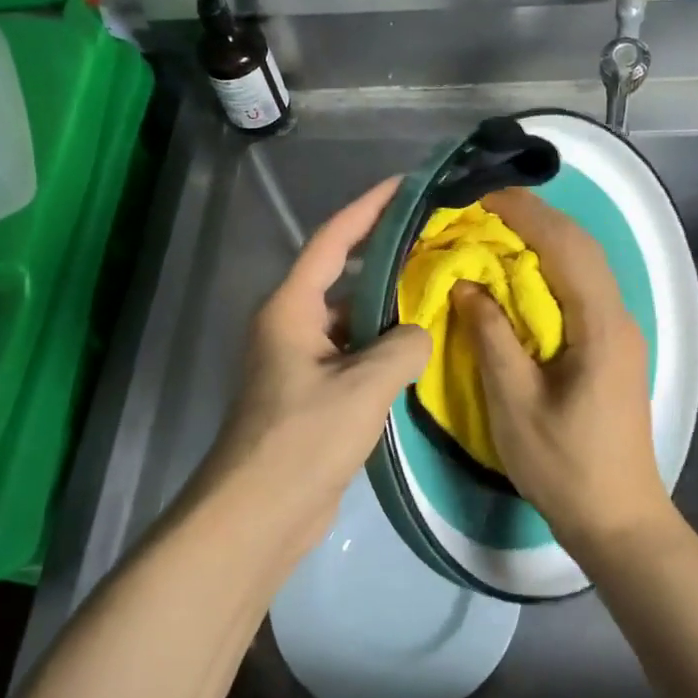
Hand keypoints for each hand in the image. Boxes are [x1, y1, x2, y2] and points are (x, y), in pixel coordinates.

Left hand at [195, 177, 430, 560]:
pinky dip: (383, 348)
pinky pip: (353, 355)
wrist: (259, 513)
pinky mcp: (312, 395)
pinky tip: (420, 350)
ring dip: (388, 308)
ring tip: (439, 291)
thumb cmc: (303, 438)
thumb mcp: (363, 386)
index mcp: (291, 308)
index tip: (405, 184)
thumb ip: (403, 346)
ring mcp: (300, 362)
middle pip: (343, 276)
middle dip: (386, 257)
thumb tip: (419, 335)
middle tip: (436, 242)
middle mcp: (291, 325)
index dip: (368, 208)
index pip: (332, 240)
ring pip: (351, 320)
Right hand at [453, 188, 676, 553]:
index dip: (524, 215)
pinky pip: (580, 291)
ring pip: (583, 267)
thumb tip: (466, 284)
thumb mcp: (516, 403)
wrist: (617, 517)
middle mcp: (618, 318)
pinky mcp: (611, 348)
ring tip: (495, 232)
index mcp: (600, 326)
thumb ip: (491, 336)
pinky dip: (549, 271)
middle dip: (533, 219)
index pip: (565, 247)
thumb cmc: (564, 465)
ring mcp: (619, 333)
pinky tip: (519, 277)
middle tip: (481, 209)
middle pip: (580, 247)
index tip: (479, 197)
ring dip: (542, 241)